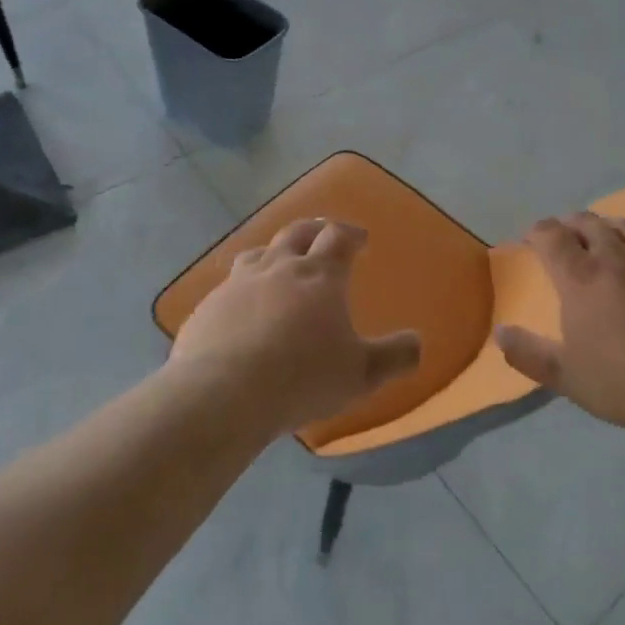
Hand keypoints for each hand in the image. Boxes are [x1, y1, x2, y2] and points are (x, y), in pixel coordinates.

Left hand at [168, 218, 421, 435]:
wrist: (223, 394)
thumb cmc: (302, 378)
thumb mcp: (361, 374)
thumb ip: (395, 357)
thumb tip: (417, 342)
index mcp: (319, 276)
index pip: (338, 237)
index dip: (351, 233)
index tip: (360, 238)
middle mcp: (278, 268)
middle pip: (297, 233)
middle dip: (314, 230)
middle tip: (323, 233)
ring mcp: (237, 284)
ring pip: (258, 253)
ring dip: (274, 252)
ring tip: (280, 262)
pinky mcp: (207, 307)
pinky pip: (228, 287)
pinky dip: (242, 289)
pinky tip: (242, 308)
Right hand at [495, 213, 624, 432]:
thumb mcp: (567, 377)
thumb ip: (529, 354)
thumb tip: (500, 333)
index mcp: (581, 279)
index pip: (551, 236)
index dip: (537, 231)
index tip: (531, 238)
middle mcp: (615, 259)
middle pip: (588, 223)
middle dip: (569, 223)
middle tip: (563, 234)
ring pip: (624, 226)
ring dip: (605, 225)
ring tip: (600, 234)